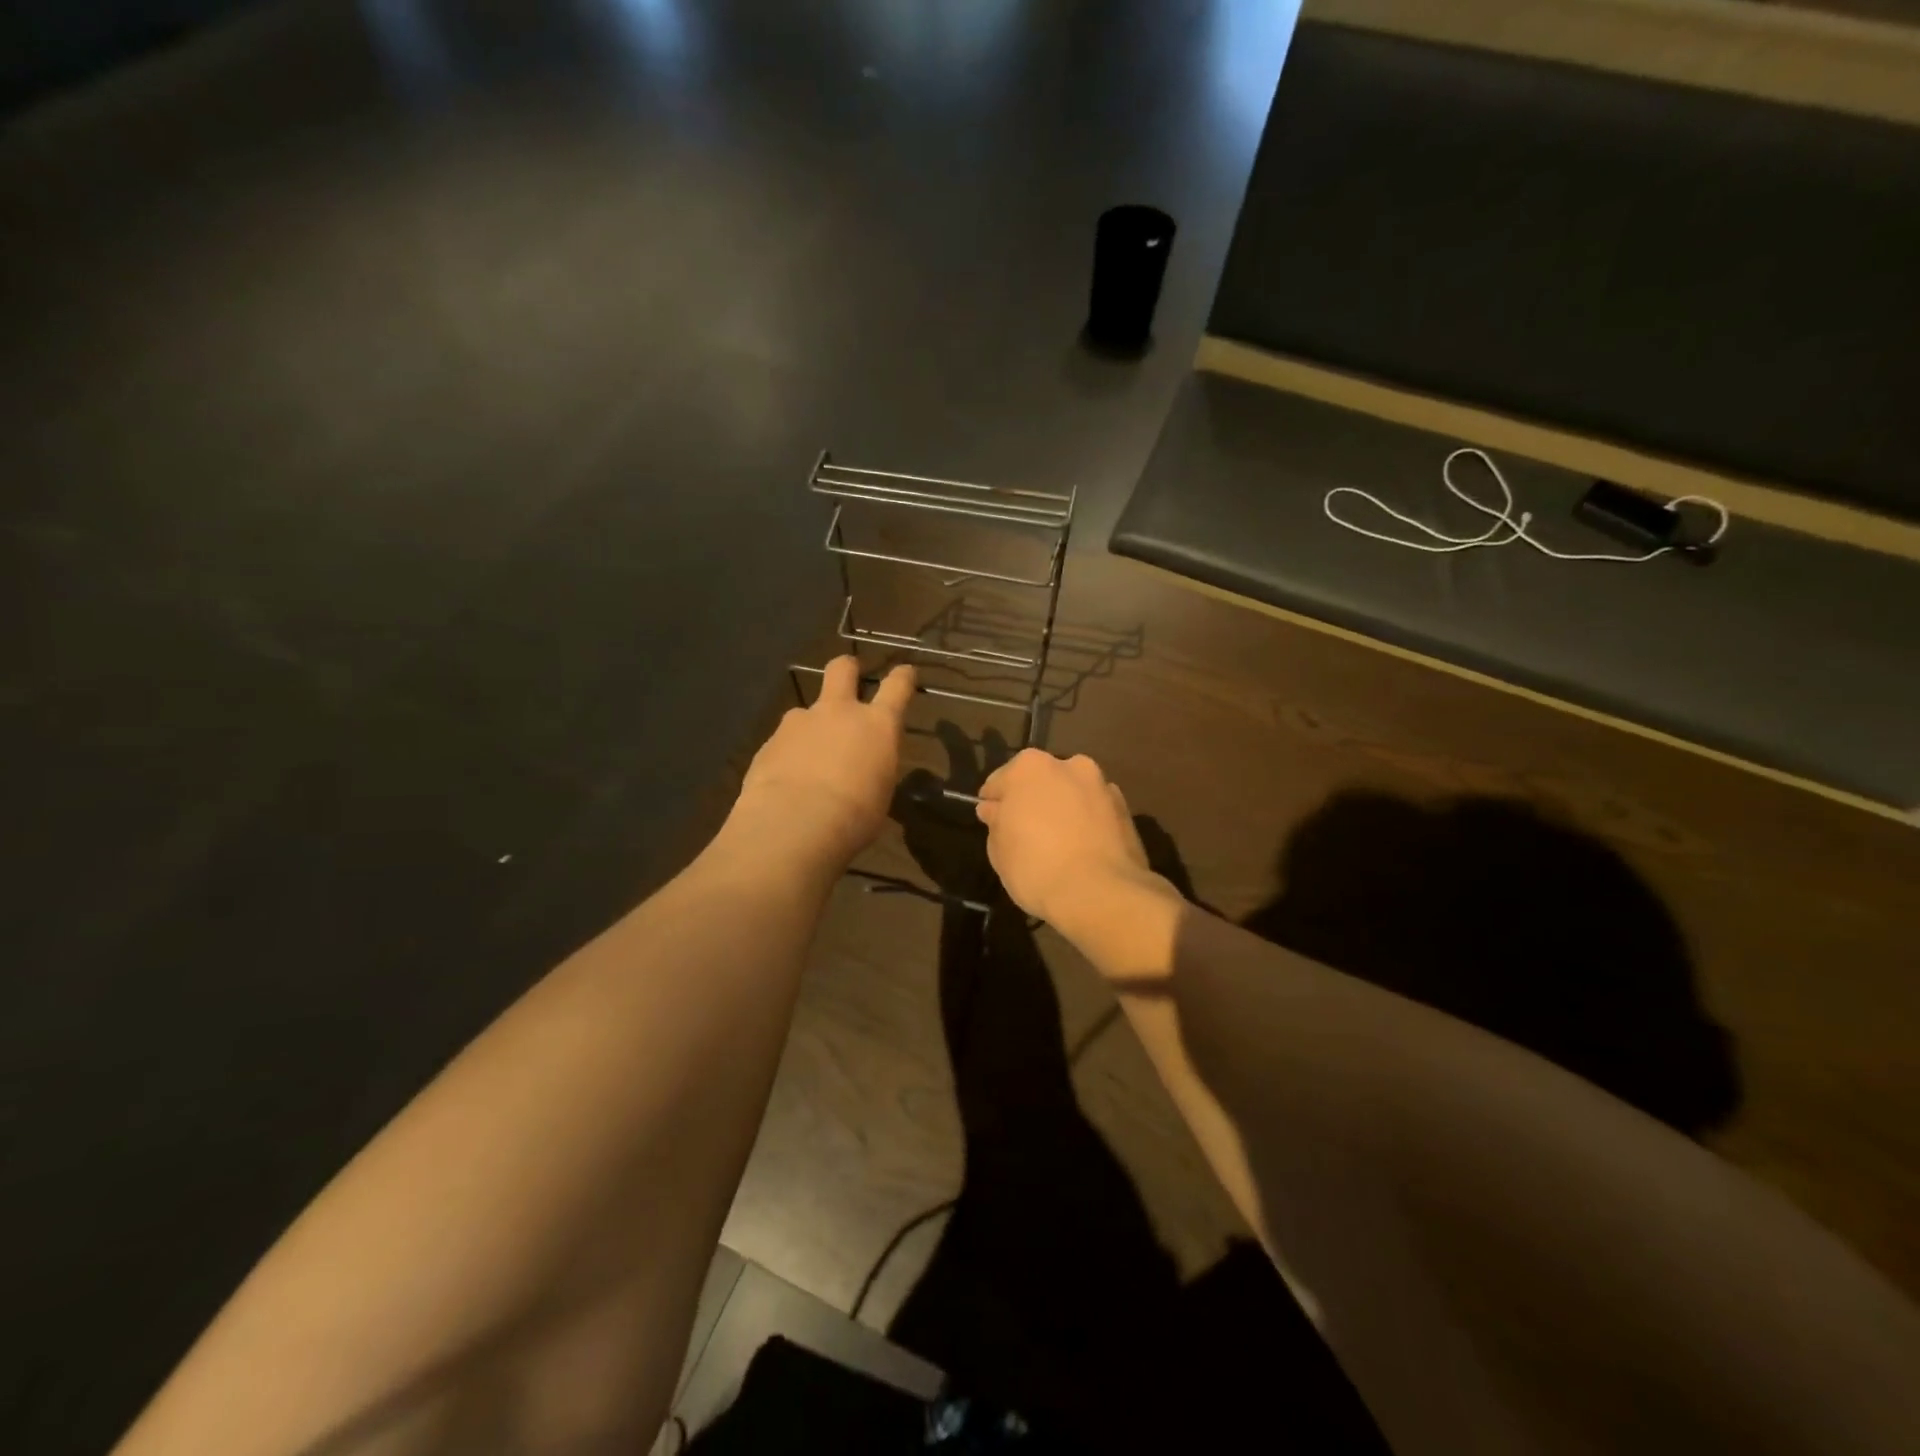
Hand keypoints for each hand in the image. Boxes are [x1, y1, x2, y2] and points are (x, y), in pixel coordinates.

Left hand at [732, 656, 915, 866]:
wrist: (794, 824)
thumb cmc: (855, 816)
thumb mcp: (880, 794)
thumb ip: (874, 770)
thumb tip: (867, 773)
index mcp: (877, 725)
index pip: (897, 686)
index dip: (903, 677)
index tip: (905, 672)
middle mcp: (838, 712)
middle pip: (842, 669)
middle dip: (847, 668)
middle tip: (849, 675)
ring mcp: (800, 722)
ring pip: (806, 711)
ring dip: (811, 726)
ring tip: (808, 757)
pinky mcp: (770, 741)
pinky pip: (784, 741)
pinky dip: (788, 754)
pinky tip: (785, 780)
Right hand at [974, 749, 1163, 924]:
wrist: (1101, 892)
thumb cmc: (1036, 866)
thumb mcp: (999, 850)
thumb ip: (996, 822)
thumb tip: (995, 810)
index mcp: (1030, 766)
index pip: (1000, 782)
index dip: (995, 805)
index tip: (994, 825)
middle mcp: (1069, 764)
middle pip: (1041, 782)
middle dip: (1033, 801)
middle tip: (1026, 834)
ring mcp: (1102, 785)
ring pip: (1072, 794)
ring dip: (1064, 810)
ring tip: (1059, 845)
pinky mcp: (1126, 809)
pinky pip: (1095, 812)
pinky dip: (1087, 823)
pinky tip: (1082, 851)